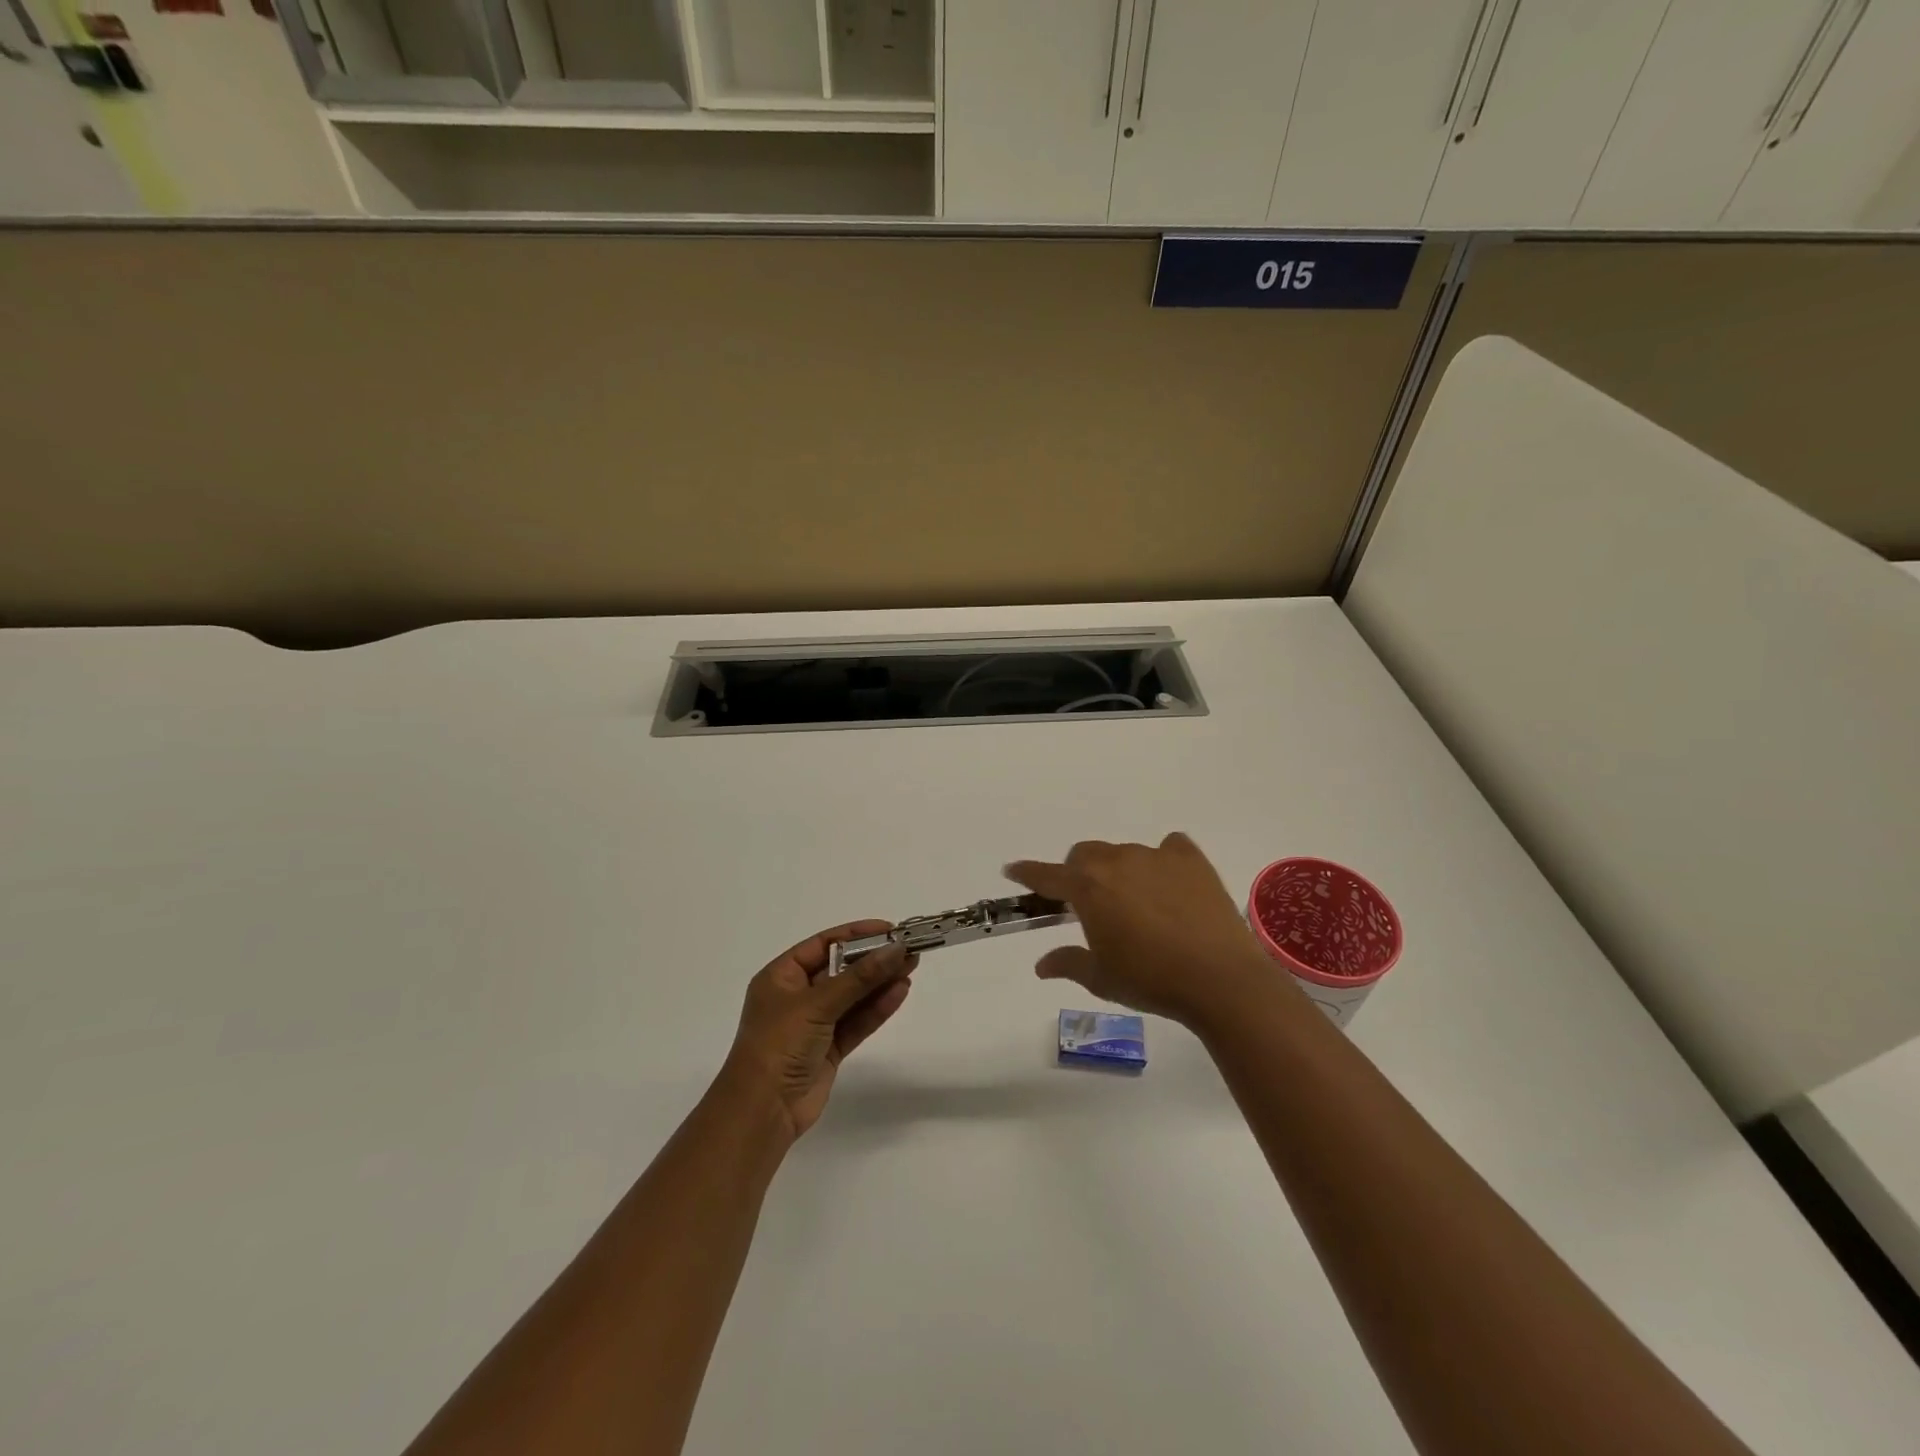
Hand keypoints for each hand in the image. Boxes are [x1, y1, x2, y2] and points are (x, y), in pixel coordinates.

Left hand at [720, 921, 916, 1142]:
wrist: (763, 1111)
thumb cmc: (779, 1044)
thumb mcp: (817, 1004)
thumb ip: (858, 977)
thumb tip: (895, 949)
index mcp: (781, 977)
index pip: (822, 945)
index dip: (855, 934)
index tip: (888, 929)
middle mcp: (797, 996)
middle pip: (841, 969)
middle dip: (873, 959)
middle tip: (908, 947)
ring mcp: (814, 1024)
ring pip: (853, 996)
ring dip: (880, 982)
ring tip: (912, 965)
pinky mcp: (829, 1048)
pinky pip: (857, 1021)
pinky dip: (877, 1008)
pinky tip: (900, 992)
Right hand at [1005, 833, 1274, 1029]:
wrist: (1219, 979)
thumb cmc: (1151, 981)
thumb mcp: (1101, 979)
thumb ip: (1068, 963)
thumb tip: (1041, 965)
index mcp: (1088, 888)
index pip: (1047, 875)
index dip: (1027, 873)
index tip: (1013, 870)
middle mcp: (1117, 862)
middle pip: (1085, 855)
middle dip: (1078, 873)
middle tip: (1087, 902)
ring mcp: (1156, 856)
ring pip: (1124, 853)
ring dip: (1119, 871)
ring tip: (1136, 902)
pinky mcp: (1191, 859)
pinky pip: (1169, 848)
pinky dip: (1163, 861)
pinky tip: (1171, 884)